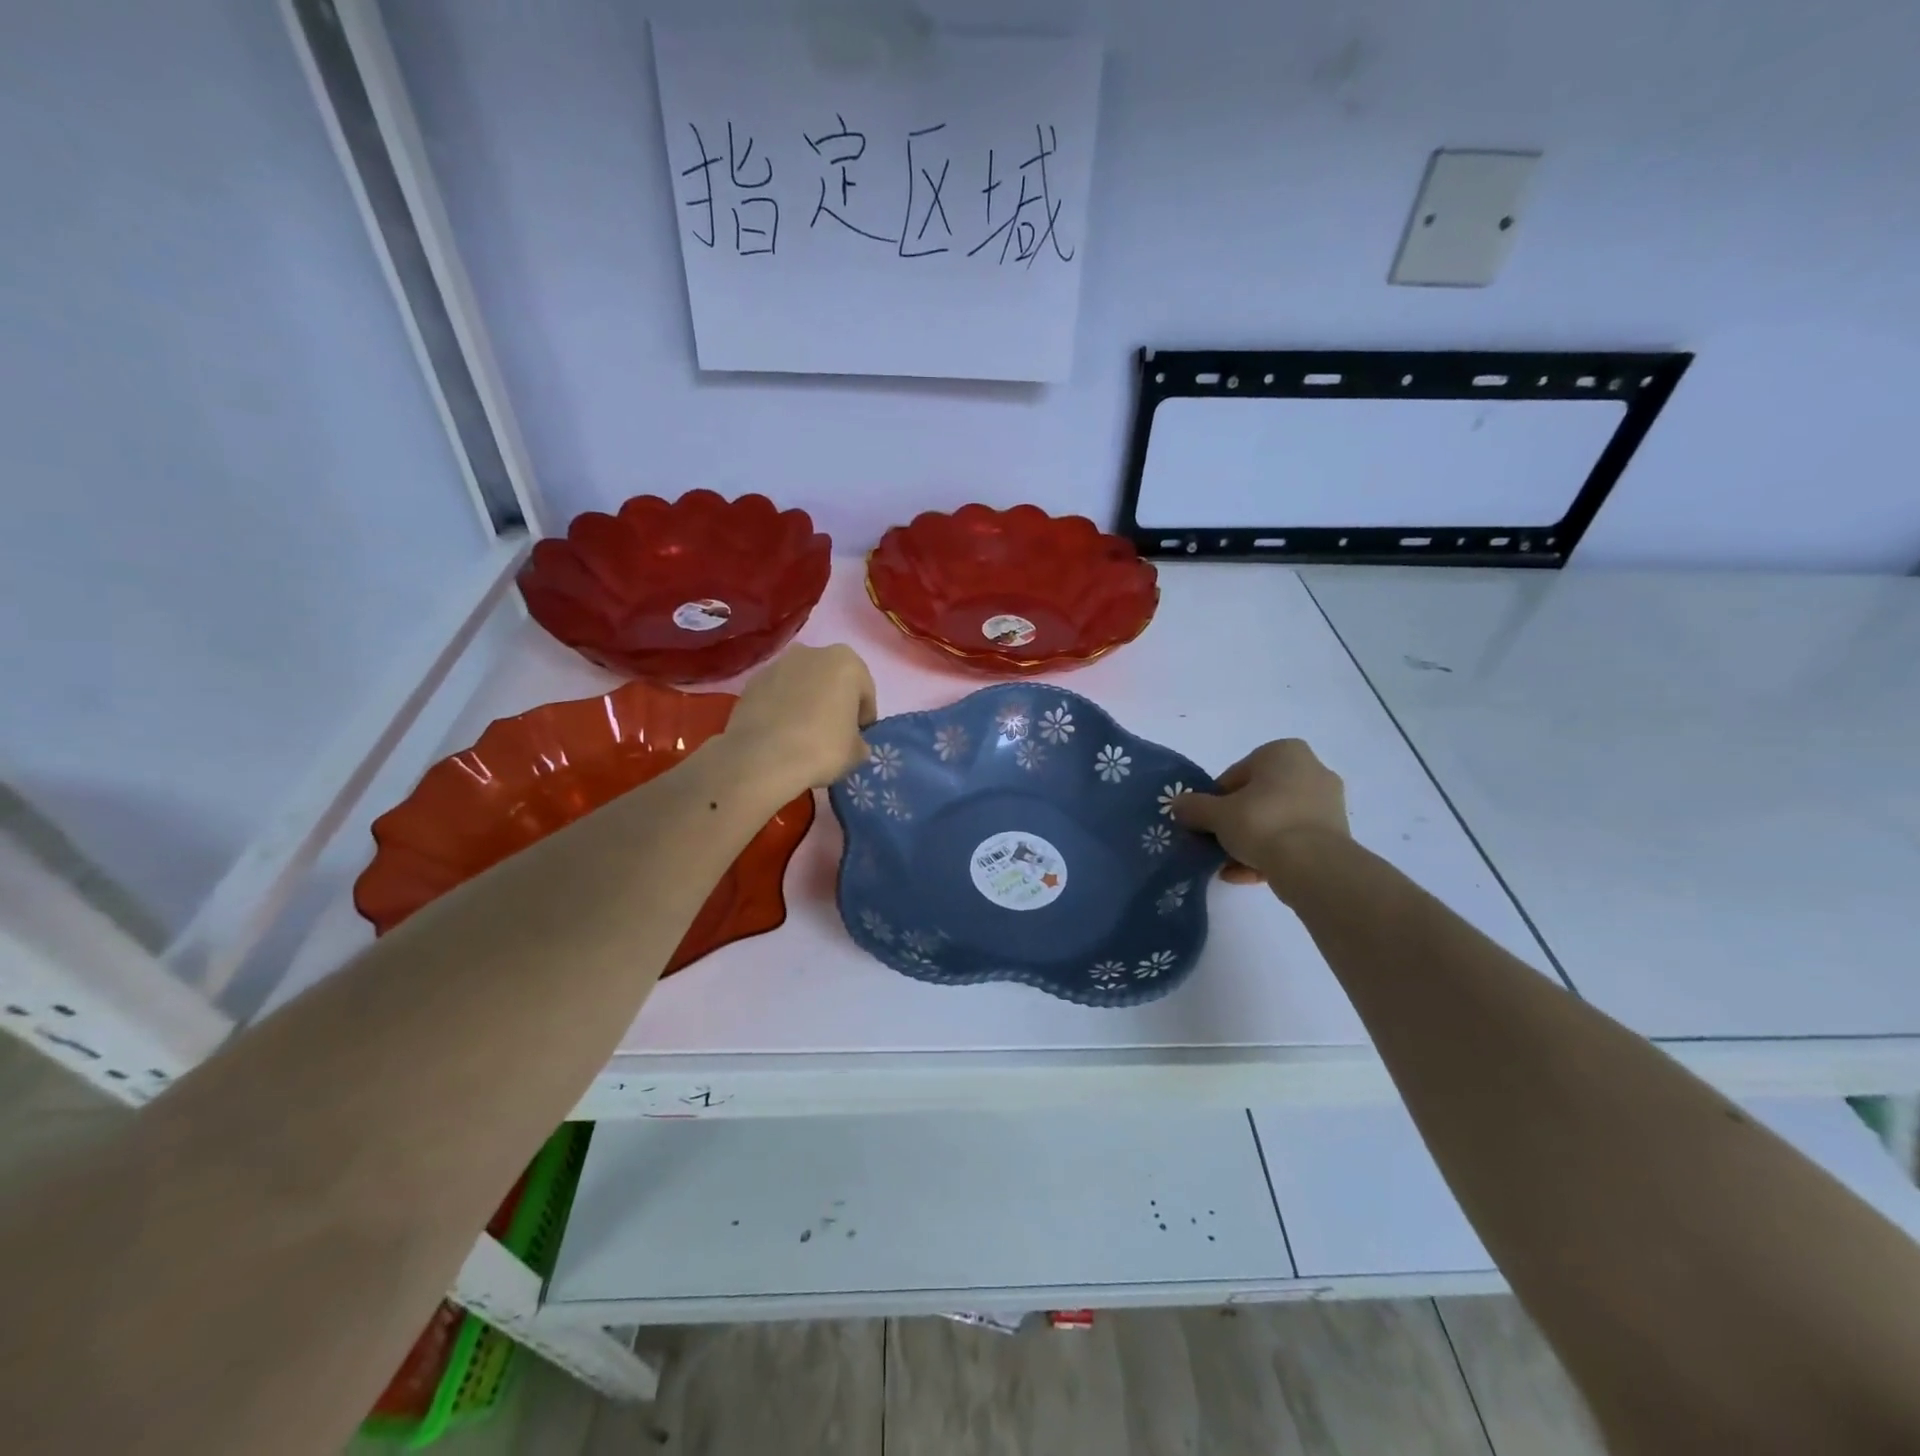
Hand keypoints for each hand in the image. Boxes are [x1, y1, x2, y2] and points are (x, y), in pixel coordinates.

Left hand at [723, 643, 877, 796]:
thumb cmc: (822, 748)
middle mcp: (812, 653)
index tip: (858, 738)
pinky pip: (776, 695)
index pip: (864, 692)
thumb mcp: (856, 753)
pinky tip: (780, 735)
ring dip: (806, 702)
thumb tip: (854, 744)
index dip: (864, 717)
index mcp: (847, 663)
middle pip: (831, 680)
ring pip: (802, 684)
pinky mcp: (751, 683)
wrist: (762, 759)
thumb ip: (859, 742)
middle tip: (832, 733)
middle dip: (834, 702)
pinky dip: (781, 709)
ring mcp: (777, 664)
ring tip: (803, 735)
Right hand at [1171, 739, 1348, 885]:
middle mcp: (1311, 770)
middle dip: (1236, 821)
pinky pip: (1293, 841)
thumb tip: (1178, 805)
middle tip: (1217, 842)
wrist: (1314, 866)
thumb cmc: (1262, 823)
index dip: (1216, 799)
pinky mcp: (1335, 835)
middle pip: (1258, 798)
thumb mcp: (1216, 814)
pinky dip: (1271, 855)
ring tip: (1228, 866)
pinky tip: (1245, 875)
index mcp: (1284, 752)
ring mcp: (1327, 804)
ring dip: (1251, 841)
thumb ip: (1194, 807)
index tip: (1205, 821)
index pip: (1237, 774)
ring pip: (1276, 821)